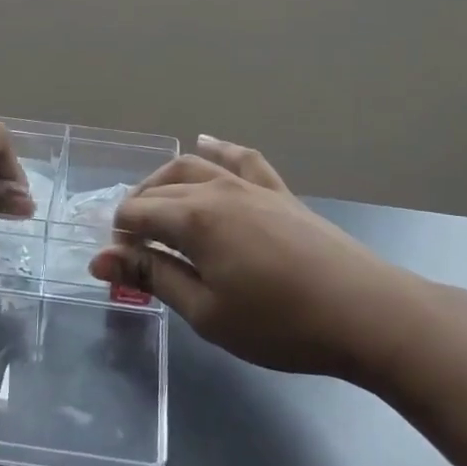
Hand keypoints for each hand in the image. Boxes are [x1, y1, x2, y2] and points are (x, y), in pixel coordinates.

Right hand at [89, 136, 429, 379]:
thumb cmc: (279, 323)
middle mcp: (217, 189)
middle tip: (130, 245)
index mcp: (194, 218)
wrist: (365, 312)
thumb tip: (101, 259)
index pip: (137, 213)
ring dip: (165, 181)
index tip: (118, 266)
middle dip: (138, 210)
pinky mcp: (279, 192)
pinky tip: (206, 143)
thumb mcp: (206, 311)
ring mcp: (252, 186)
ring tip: (154, 202)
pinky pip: (243, 158)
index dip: (120, 237)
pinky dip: (220, 149)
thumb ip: (153, 276)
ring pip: (194, 166)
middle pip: (161, 188)